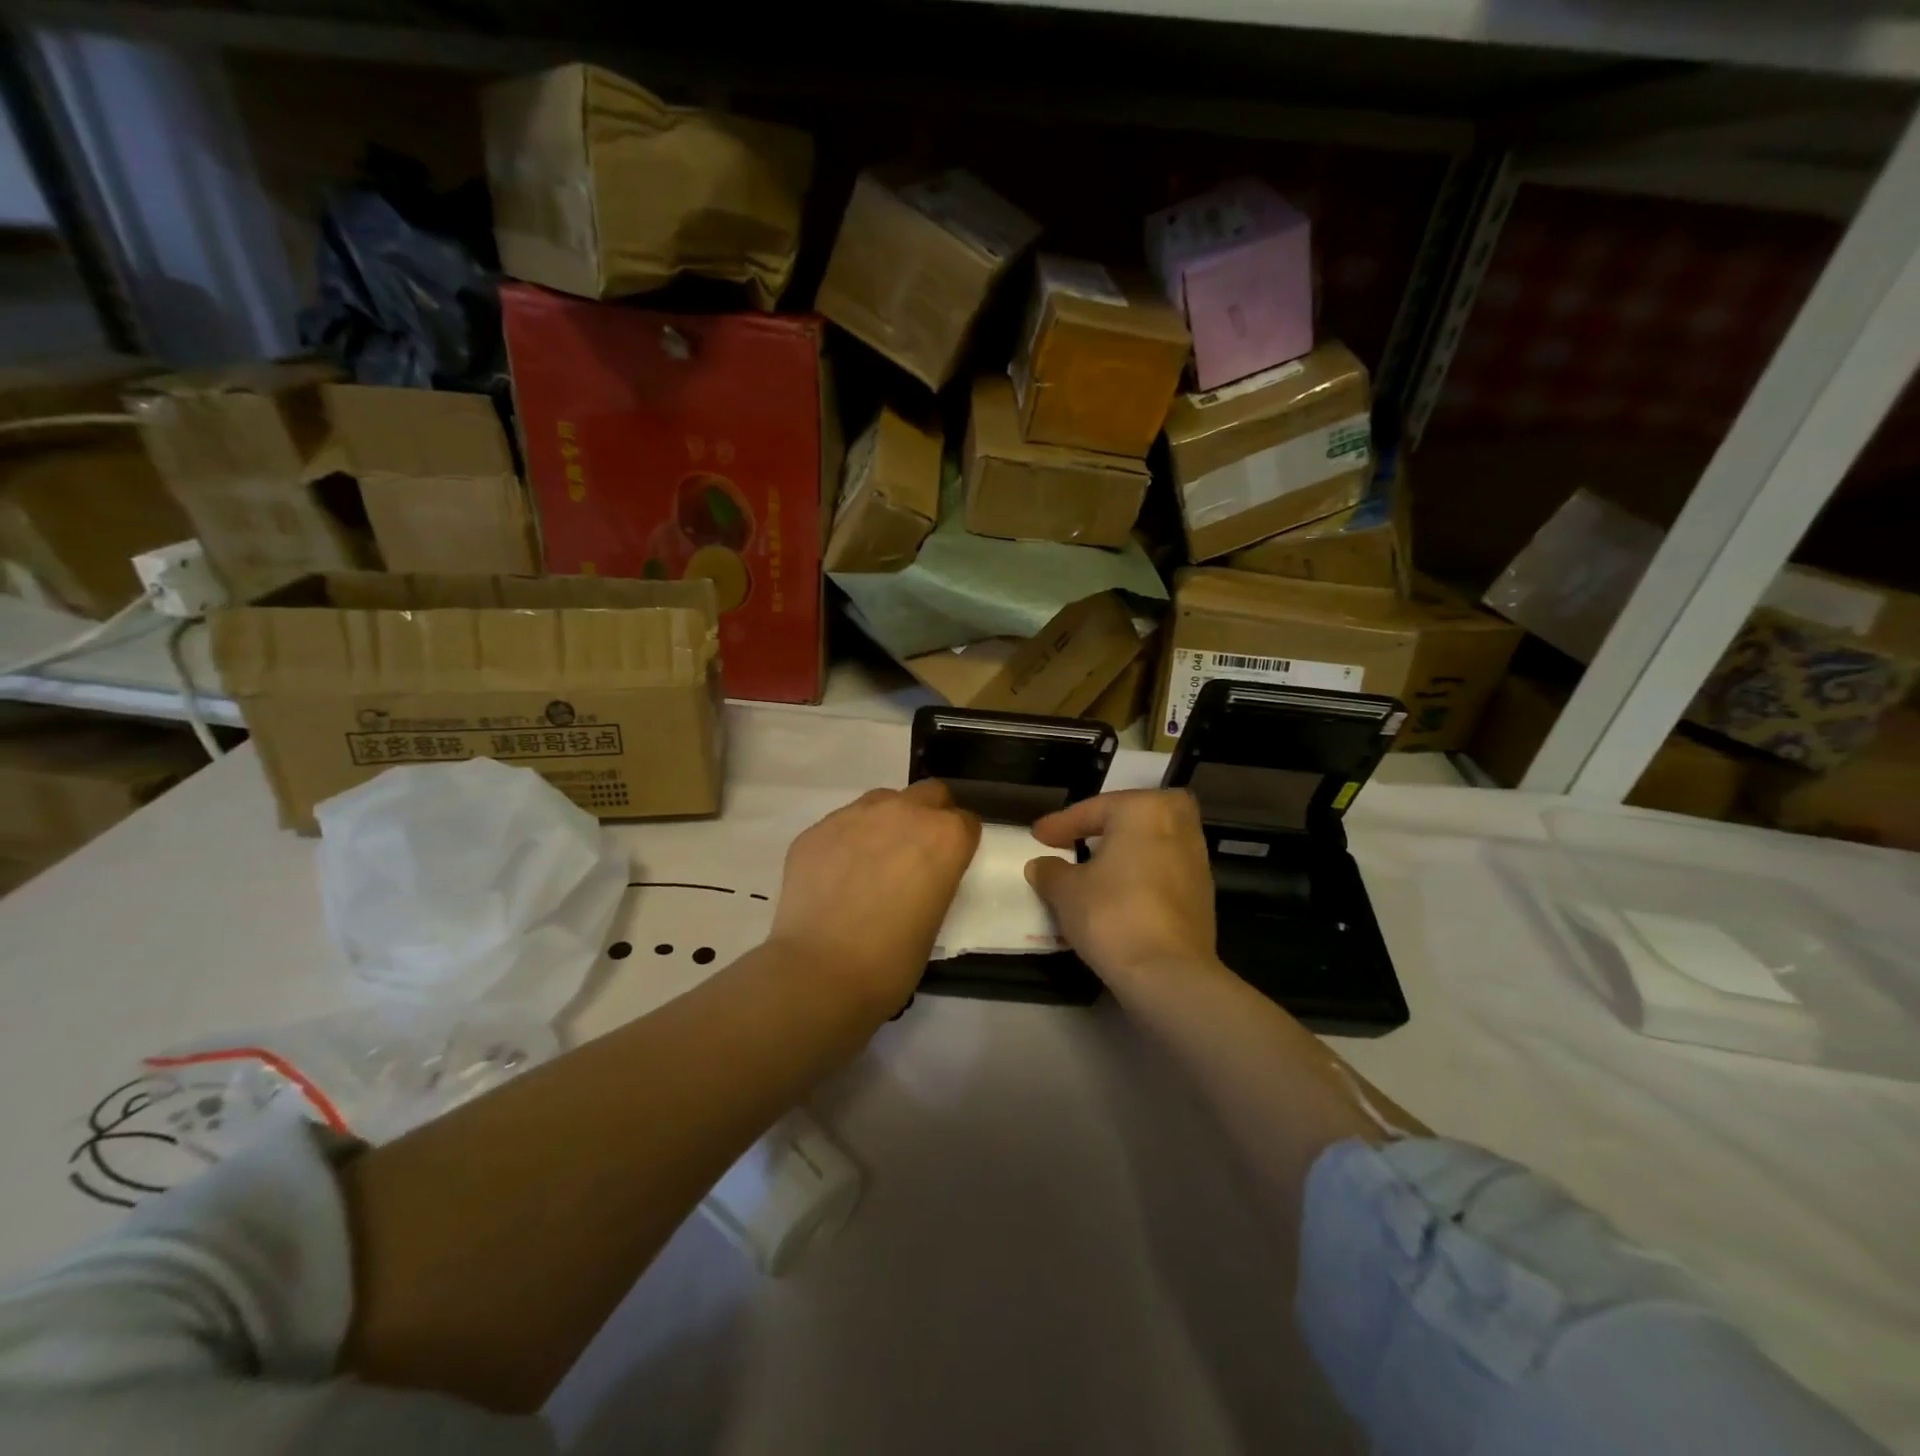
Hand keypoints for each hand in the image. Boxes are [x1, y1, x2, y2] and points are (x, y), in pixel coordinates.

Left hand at [770, 778, 981, 1014]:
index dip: (959, 843)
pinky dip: (847, 841)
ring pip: (882, 801)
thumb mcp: (935, 917)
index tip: (950, 864)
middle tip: (916, 853)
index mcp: (945, 836)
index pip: (965, 822)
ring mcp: (856, 815)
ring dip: (887, 821)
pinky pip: (842, 824)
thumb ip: (934, 879)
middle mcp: (904, 812)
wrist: (820, 971)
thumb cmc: (892, 959)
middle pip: (929, 794)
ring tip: (873, 861)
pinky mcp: (817, 828)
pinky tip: (836, 876)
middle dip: (929, 815)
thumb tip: (917, 876)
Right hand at [1026, 790, 1219, 1004]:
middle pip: (1134, 816)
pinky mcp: (1203, 894)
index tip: (1037, 836)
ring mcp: (1196, 860)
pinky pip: (1164, 870)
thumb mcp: (1066, 891)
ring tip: (1096, 868)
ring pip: (1153, 843)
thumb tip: (1041, 866)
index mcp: (1144, 810)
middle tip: (1079, 838)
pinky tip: (1120, 892)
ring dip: (1126, 850)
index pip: (1093, 810)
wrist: (1168, 973)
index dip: (1060, 825)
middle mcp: (1178, 825)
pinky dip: (1141, 874)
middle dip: (1107, 825)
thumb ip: (1051, 871)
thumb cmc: (1112, 914)